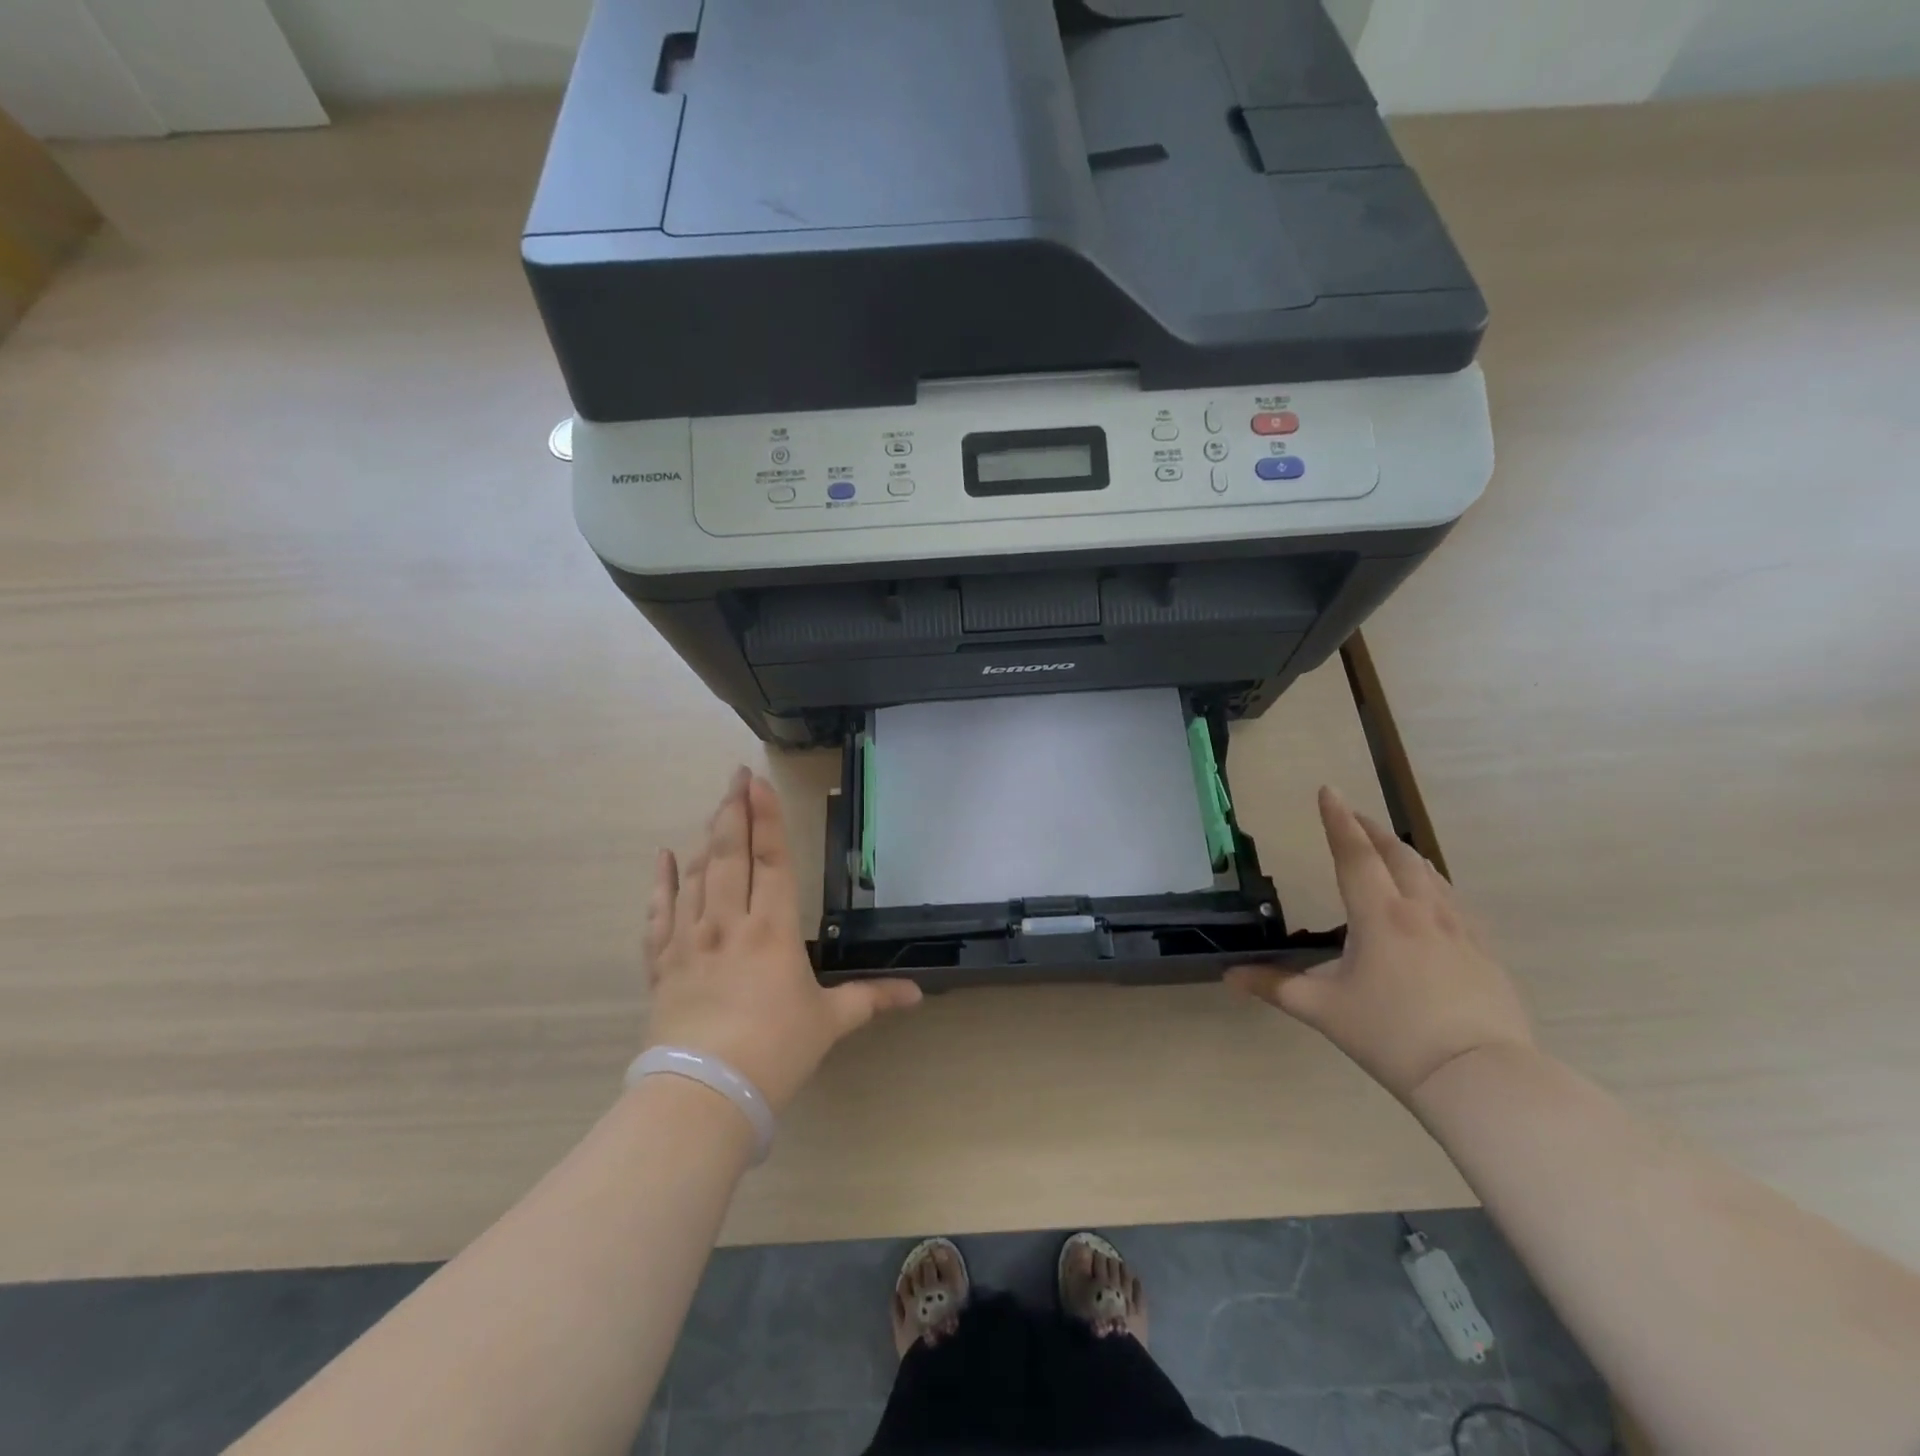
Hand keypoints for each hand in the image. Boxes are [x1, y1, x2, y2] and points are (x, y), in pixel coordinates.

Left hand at [643, 768, 921, 1111]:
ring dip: (706, 837)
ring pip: (697, 875)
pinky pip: (659, 912)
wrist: (704, 1094)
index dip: (765, 818)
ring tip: (715, 807)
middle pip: (730, 854)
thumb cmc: (775, 1051)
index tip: (757, 782)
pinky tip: (664, 858)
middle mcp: (729, 922)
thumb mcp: (829, 1022)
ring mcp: (690, 939)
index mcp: (773, 928)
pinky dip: (662, 883)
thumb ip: (871, 999)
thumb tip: (918, 994)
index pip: (771, 859)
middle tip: (735, 776)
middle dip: (734, 811)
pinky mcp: (663, 963)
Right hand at [1226, 786, 1533, 1106]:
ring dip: (1402, 852)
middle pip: (1396, 854)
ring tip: (1386, 847)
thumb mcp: (1324, 1010)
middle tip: (1351, 815)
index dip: (1337, 820)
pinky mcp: (1484, 952)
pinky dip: (1430, 882)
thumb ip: (1275, 987)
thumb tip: (1229, 976)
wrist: (1480, 1077)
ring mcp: (1460, 929)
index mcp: (1379, 916)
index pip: (1354, 854)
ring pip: (1429, 873)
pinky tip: (1429, 898)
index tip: (1328, 790)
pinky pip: (1453, 900)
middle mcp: (1420, 910)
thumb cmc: (1392, 1036)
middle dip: (1370, 829)